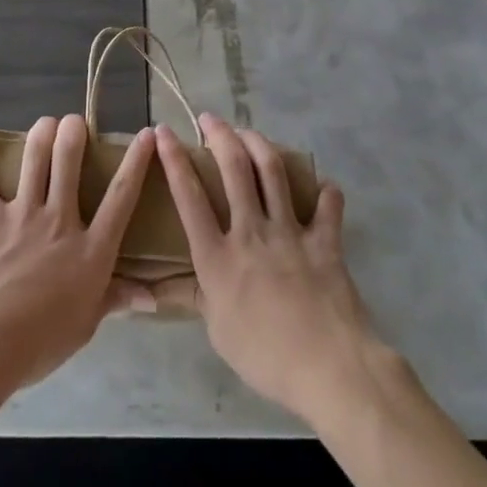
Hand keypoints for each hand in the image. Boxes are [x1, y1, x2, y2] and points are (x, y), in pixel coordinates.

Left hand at [0, 114, 156, 394]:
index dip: (136, 162)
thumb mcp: (86, 325)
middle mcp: (59, 221)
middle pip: (69, 161)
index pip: (121, 196)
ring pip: (33, 160)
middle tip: (74, 120)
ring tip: (45, 123)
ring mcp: (21, 215)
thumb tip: (151, 296)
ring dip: (40, 134)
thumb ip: (115, 299)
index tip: (145, 134)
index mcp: (90, 249)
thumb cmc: (40, 342)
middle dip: (74, 131)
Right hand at [155, 115, 378, 422]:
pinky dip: (325, 192)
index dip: (174, 160)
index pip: (189, 197)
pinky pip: (327, 207)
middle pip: (233, 168)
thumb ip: (193, 297)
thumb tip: (157, 287)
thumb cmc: (265, 357)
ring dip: (259, 144)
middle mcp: (250, 232)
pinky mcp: (324, 241)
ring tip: (249, 132)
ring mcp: (289, 232)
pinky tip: (323, 186)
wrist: (329, 368)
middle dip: (219, 135)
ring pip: (272, 172)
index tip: (163, 132)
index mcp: (217, 256)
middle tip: (210, 118)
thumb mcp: (217, 332)